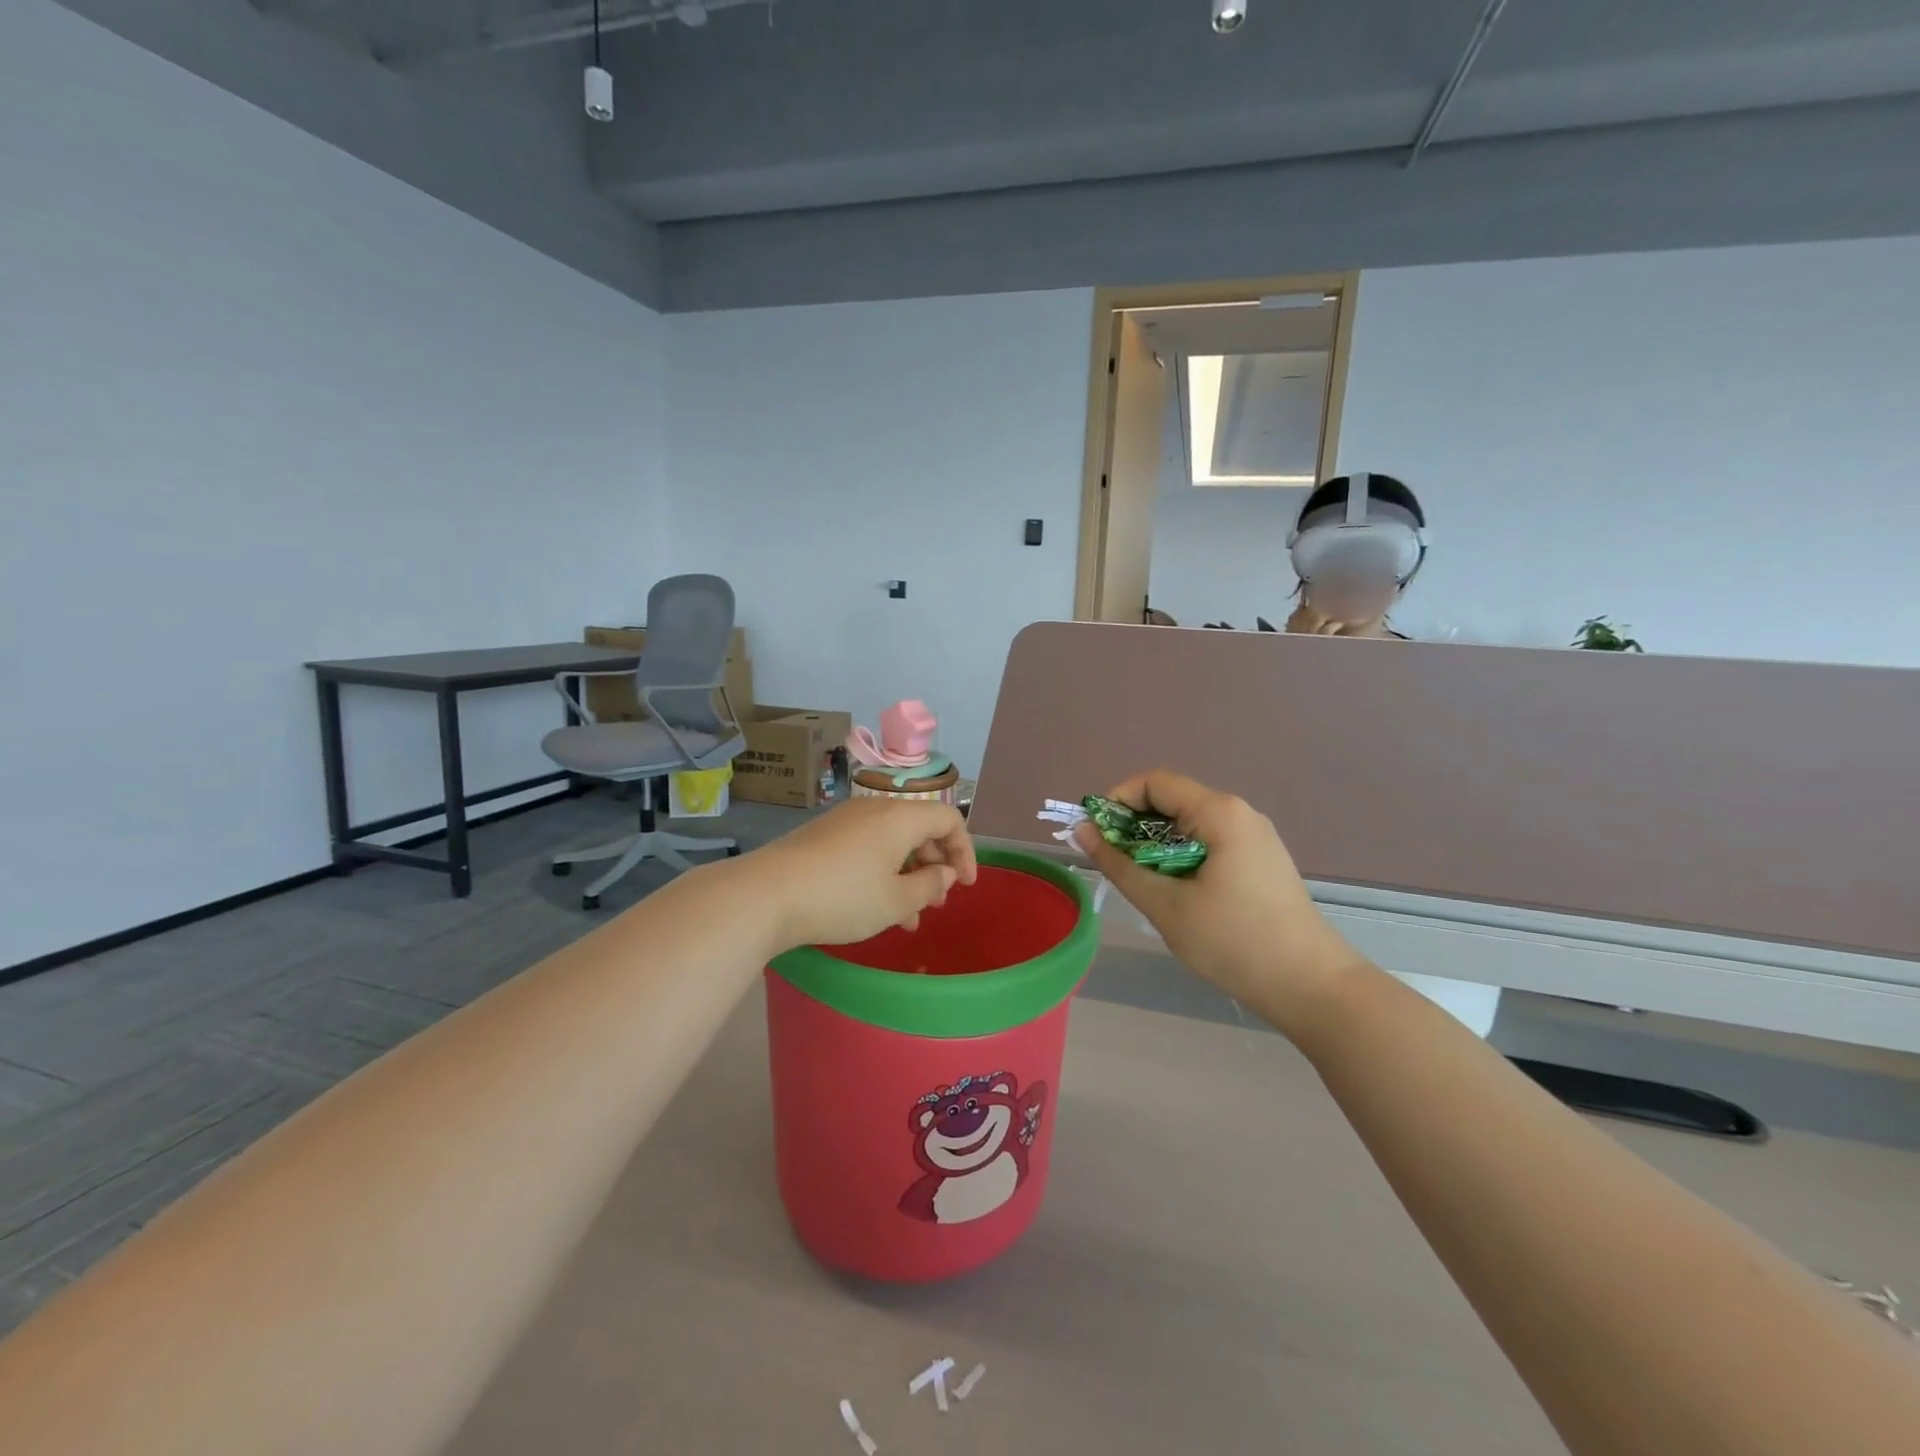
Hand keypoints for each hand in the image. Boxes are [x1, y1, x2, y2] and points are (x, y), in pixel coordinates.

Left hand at [744, 796, 977, 952]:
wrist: (766, 895)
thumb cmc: (842, 897)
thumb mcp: (896, 900)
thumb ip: (930, 885)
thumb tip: (944, 873)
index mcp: (899, 817)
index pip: (948, 818)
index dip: (964, 850)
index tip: (965, 885)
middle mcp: (874, 810)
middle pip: (920, 828)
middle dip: (936, 864)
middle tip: (937, 902)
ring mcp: (845, 821)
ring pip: (892, 842)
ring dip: (908, 874)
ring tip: (909, 917)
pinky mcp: (823, 837)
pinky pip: (867, 848)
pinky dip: (882, 872)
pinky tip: (875, 908)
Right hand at [1073, 771, 1364, 1033]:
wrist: (1311, 984)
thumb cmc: (1234, 942)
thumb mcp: (1166, 905)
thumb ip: (1120, 864)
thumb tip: (1083, 830)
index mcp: (1218, 812)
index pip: (1155, 782)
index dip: (1118, 801)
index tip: (1098, 836)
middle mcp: (1239, 812)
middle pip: (1172, 800)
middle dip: (1135, 826)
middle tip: (1115, 864)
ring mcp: (1254, 835)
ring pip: (1189, 823)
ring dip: (1157, 844)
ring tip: (1143, 881)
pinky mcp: (1261, 858)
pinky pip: (1209, 840)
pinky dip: (1181, 854)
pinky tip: (1177, 890)